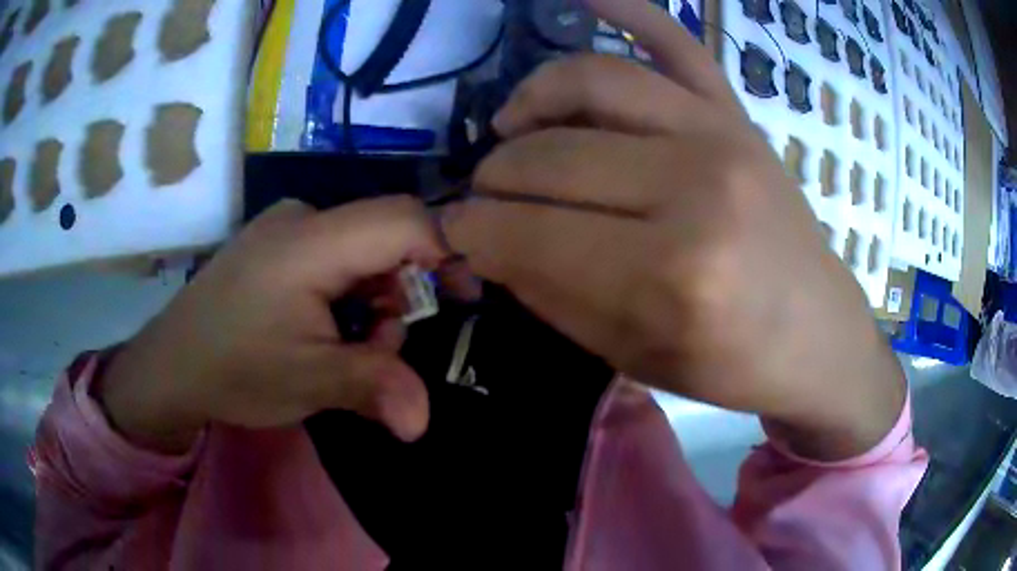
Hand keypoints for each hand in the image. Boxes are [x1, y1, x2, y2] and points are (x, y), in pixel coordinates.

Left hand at [98, 197, 442, 453]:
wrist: (169, 367)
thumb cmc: (233, 369)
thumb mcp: (308, 382)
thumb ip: (374, 387)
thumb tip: (422, 422)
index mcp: (310, 242)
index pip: (402, 219)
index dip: (444, 252)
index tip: (461, 298)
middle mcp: (301, 219)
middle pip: (383, 237)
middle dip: (399, 295)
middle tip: (378, 348)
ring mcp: (284, 229)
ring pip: (360, 250)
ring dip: (371, 301)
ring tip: (344, 348)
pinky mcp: (274, 246)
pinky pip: (333, 256)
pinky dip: (346, 294)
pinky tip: (321, 329)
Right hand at [443, 0, 904, 459]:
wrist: (815, 336)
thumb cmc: (730, 364)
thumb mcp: (629, 354)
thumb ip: (549, 293)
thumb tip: (486, 241)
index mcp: (669, 274)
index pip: (526, 230)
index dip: (472, 230)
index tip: (455, 232)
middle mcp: (693, 187)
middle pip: (548, 156)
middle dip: (494, 180)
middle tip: (487, 199)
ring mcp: (720, 134)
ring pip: (589, 82)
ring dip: (528, 102)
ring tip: (512, 127)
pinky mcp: (736, 114)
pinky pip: (675, 40)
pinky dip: (626, 7)